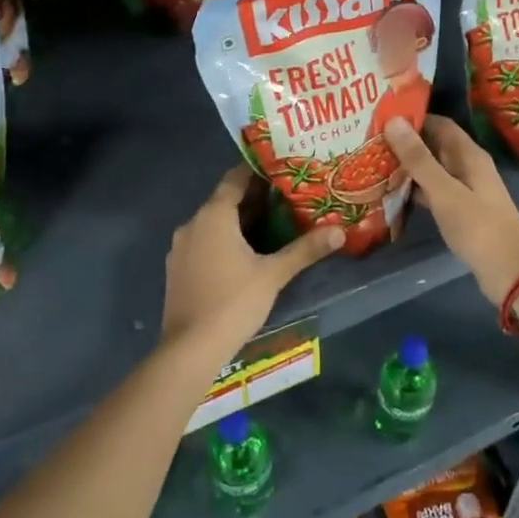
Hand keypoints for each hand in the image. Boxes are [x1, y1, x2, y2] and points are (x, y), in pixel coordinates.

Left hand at [161, 166, 342, 365]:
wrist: (190, 348)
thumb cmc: (233, 301)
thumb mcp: (274, 274)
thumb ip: (305, 250)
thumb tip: (340, 231)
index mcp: (213, 215)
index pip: (235, 178)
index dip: (257, 171)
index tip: (282, 169)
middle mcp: (192, 224)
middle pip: (225, 201)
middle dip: (255, 199)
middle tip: (287, 198)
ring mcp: (181, 248)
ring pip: (214, 224)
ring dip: (240, 222)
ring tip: (274, 224)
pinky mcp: (178, 269)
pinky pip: (204, 243)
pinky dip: (225, 241)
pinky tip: (247, 254)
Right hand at [382, 117, 518, 305]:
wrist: (511, 272)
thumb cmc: (479, 228)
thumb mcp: (445, 191)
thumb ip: (419, 159)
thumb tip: (394, 121)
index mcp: (469, 155)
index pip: (439, 124)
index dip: (413, 118)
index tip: (380, 116)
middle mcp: (468, 167)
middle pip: (434, 146)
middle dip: (406, 142)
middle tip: (369, 141)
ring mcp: (465, 190)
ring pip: (432, 170)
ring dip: (408, 168)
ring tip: (373, 164)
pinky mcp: (461, 212)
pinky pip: (434, 192)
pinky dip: (415, 190)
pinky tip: (391, 194)